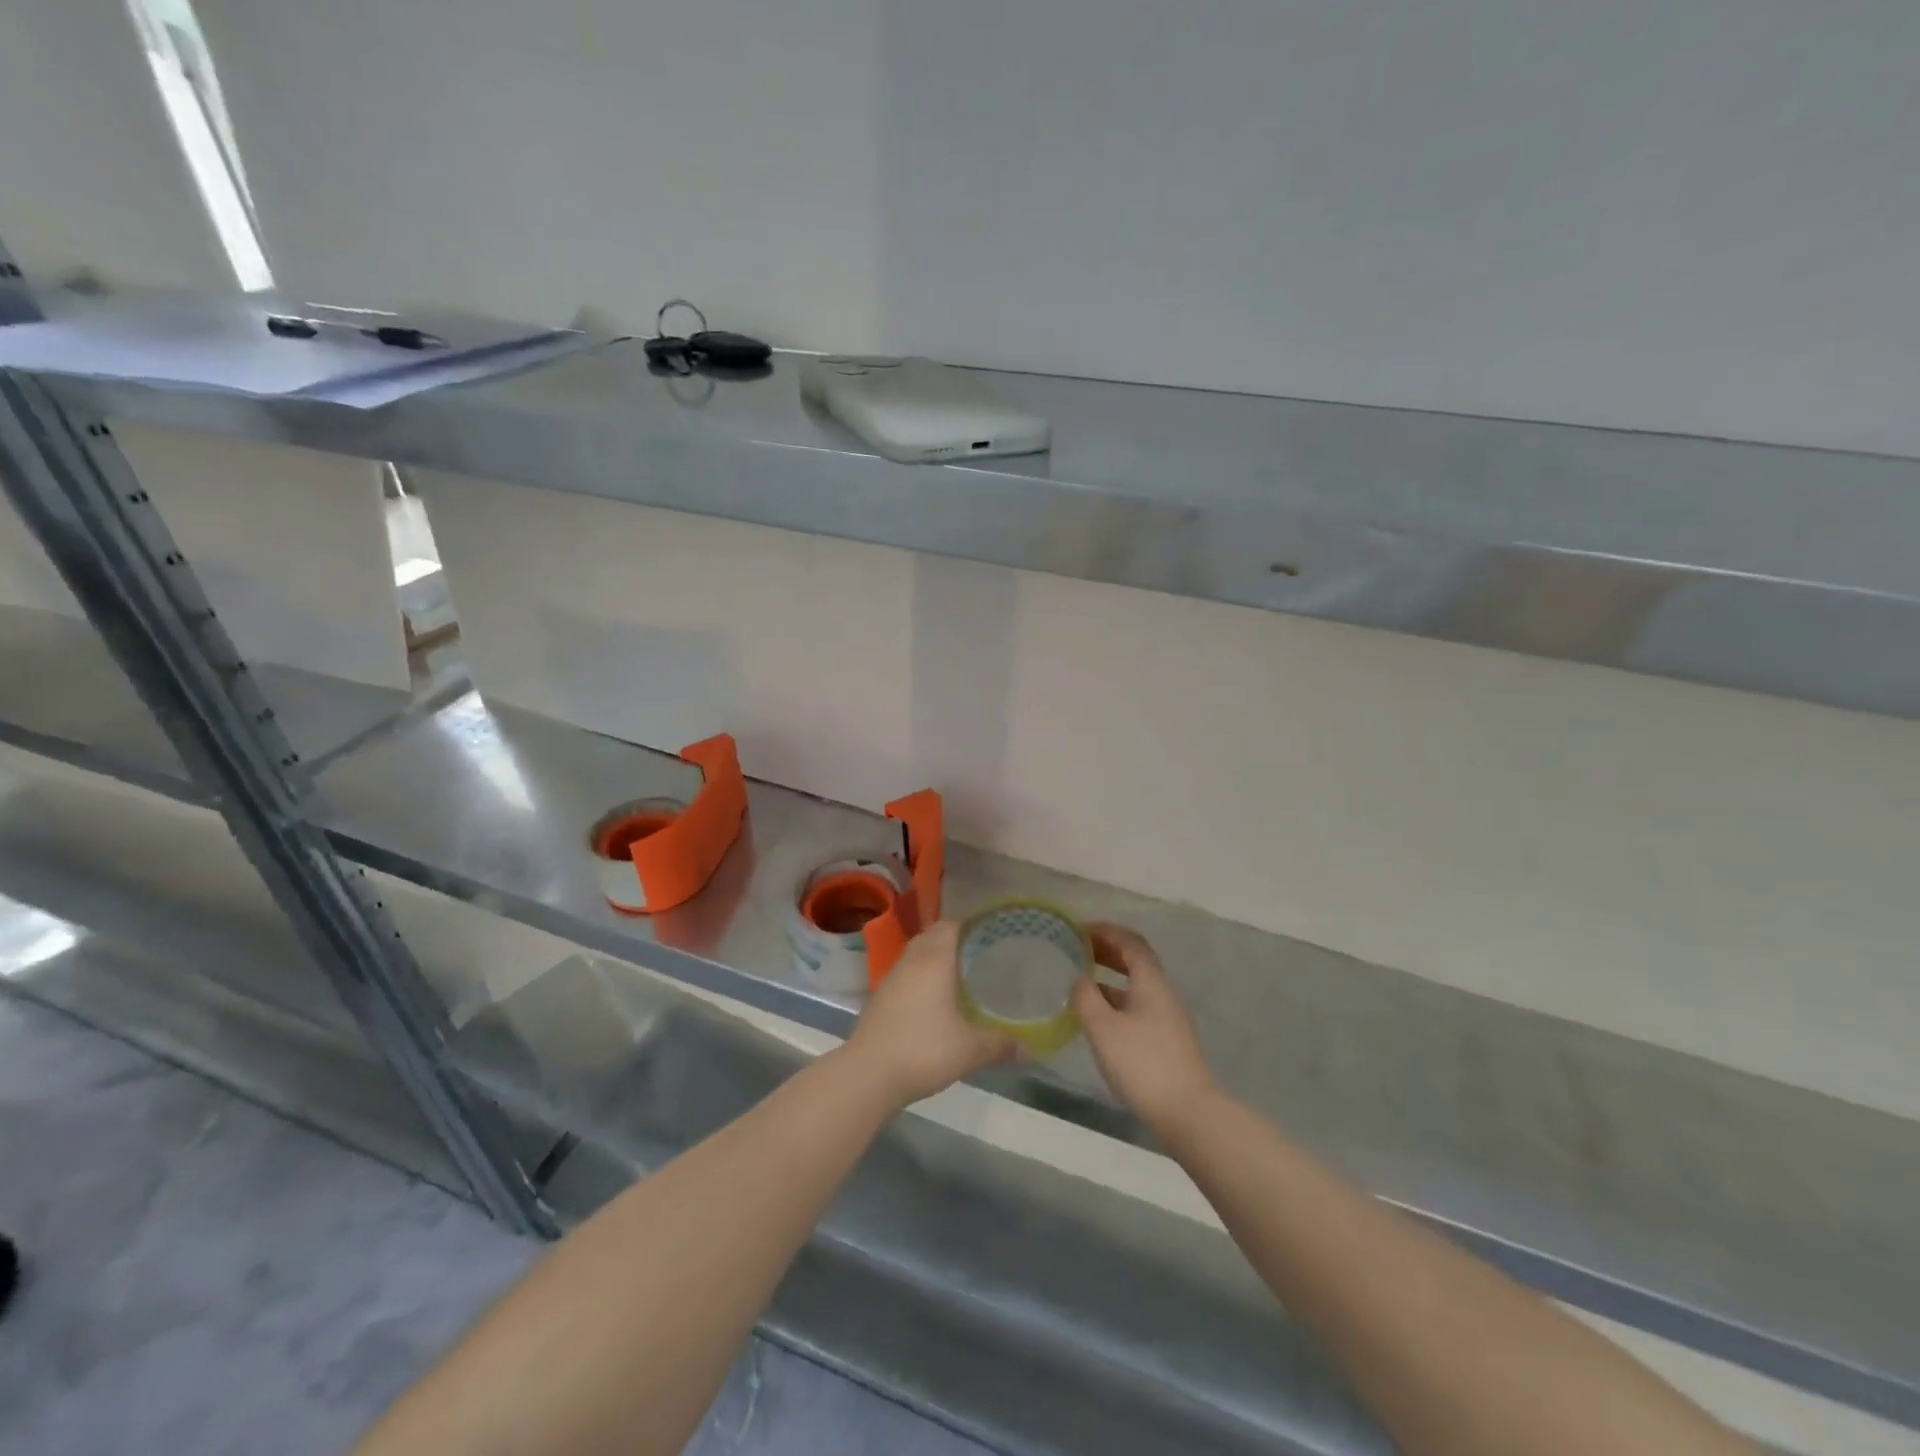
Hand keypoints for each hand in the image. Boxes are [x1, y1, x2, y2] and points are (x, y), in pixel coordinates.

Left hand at [843, 921, 1014, 1110]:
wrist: (868, 1074)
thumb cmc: (923, 1050)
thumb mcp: (970, 1050)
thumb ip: (1000, 1044)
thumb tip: (1028, 1047)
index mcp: (934, 959)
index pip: (952, 925)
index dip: (972, 924)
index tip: (992, 932)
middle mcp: (912, 960)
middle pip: (933, 935)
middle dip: (955, 938)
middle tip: (981, 951)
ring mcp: (891, 978)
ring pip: (917, 954)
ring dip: (936, 957)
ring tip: (960, 972)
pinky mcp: (880, 997)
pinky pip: (906, 974)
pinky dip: (921, 976)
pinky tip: (934, 998)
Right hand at [1074, 923, 1218, 1139]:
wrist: (1188, 1113)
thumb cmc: (1142, 1064)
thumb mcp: (1103, 1028)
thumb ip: (1086, 997)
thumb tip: (1079, 978)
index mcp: (1151, 982)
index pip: (1130, 943)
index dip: (1106, 931)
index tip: (1079, 930)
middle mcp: (1163, 993)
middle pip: (1136, 961)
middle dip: (1107, 950)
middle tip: (1078, 950)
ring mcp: (1168, 1017)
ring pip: (1136, 985)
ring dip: (1111, 976)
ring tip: (1082, 981)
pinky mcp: (1166, 1040)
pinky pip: (1138, 1005)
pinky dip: (1117, 999)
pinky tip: (1099, 1016)